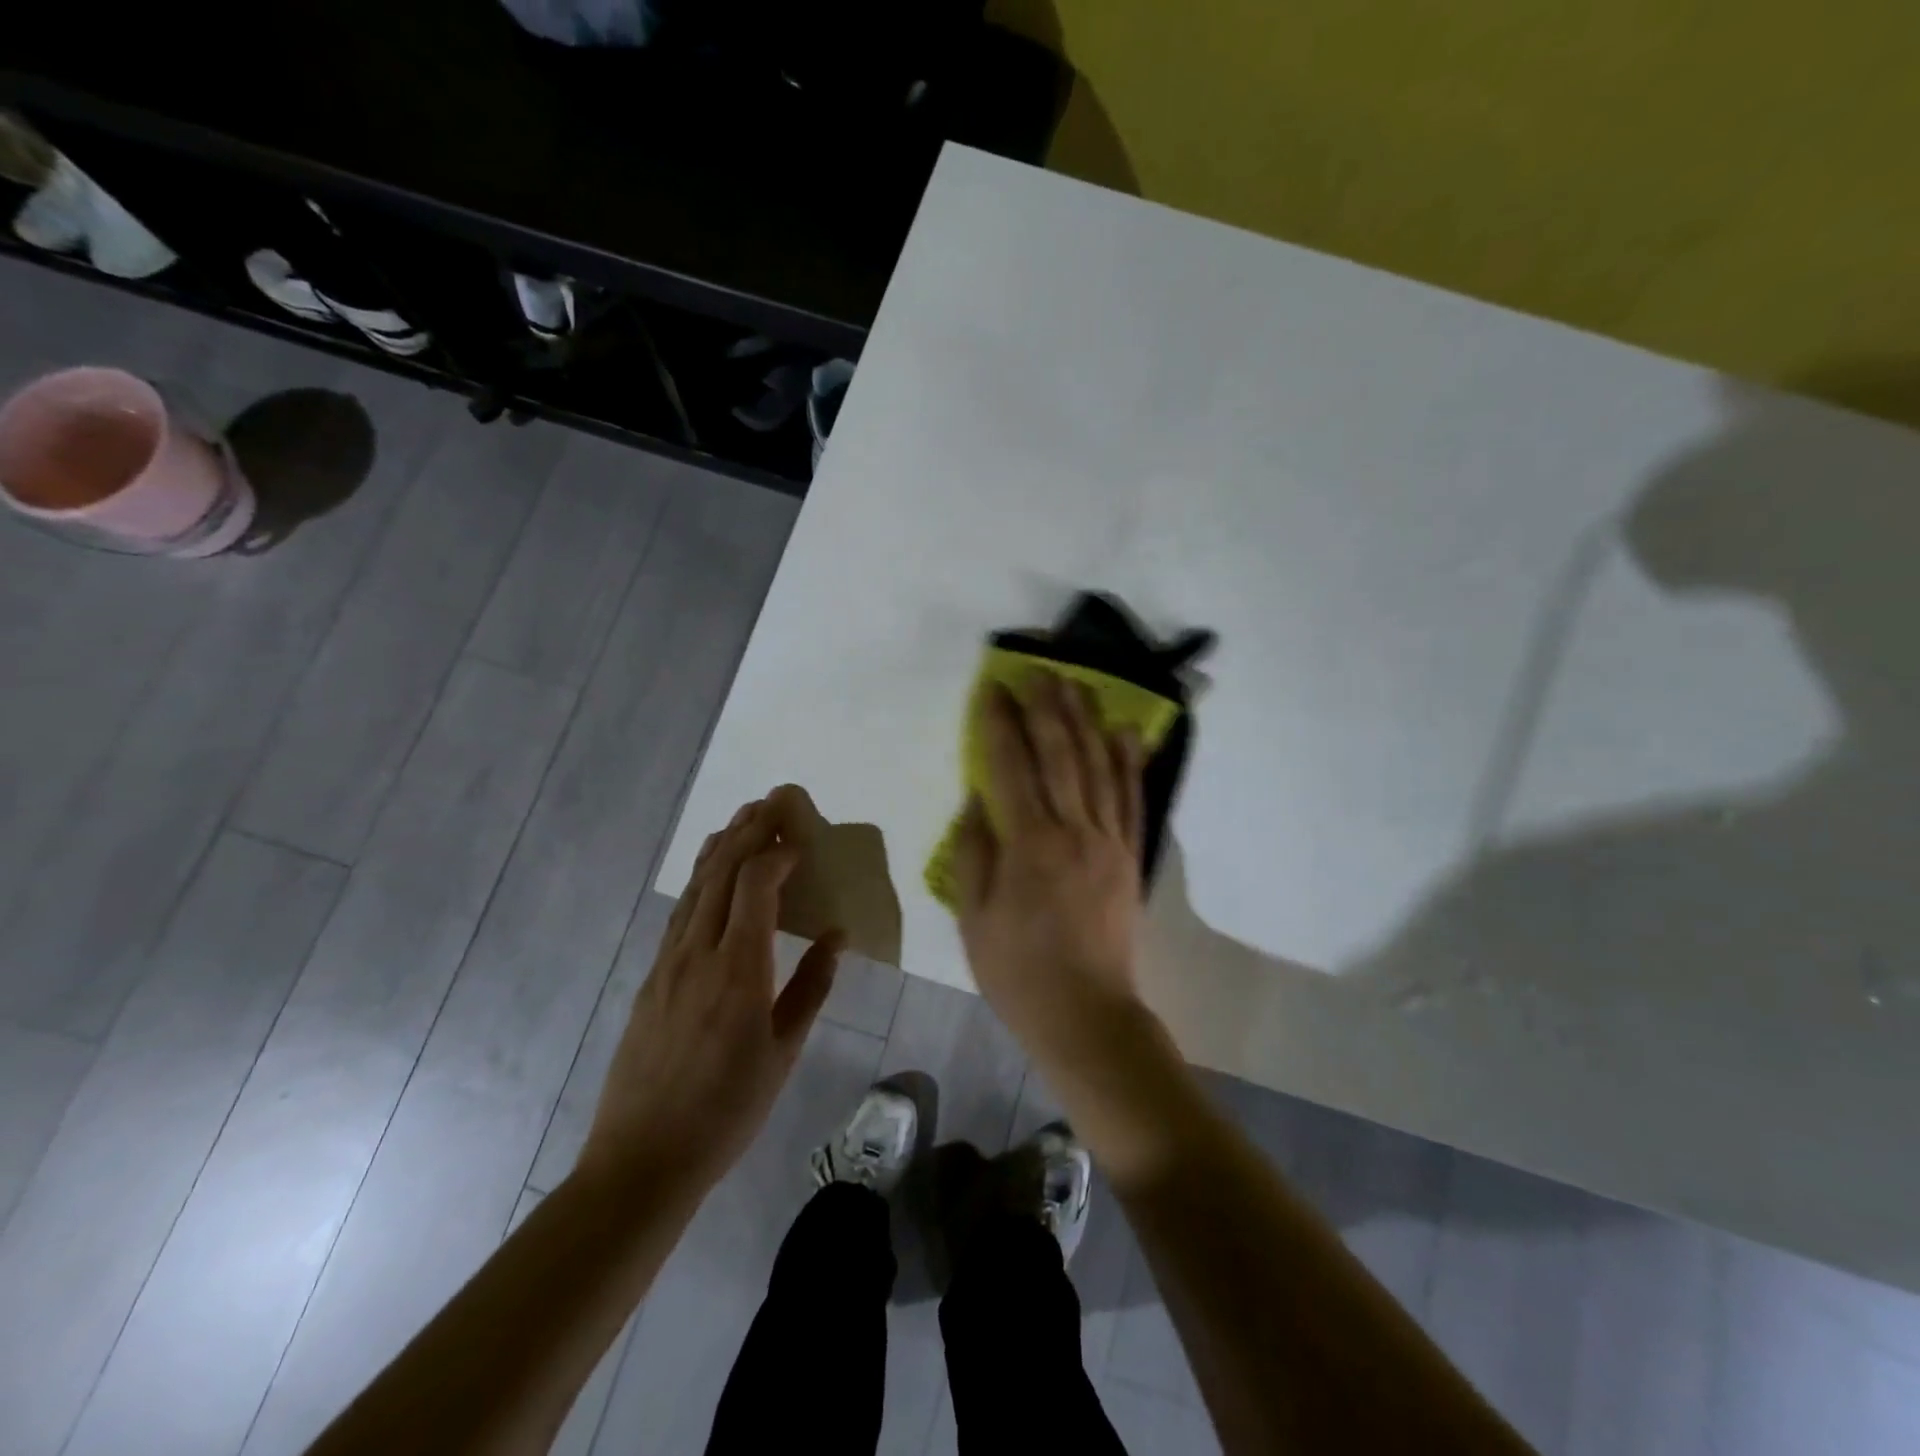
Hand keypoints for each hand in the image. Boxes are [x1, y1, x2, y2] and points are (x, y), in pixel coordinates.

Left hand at [579, 789, 843, 1193]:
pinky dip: (702, 876)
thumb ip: (812, 986)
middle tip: (776, 798)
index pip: (755, 884)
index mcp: (738, 969)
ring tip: (745, 816)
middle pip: (721, 870)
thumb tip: (837, 934)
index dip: (778, 851)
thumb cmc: (727, 1110)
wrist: (641, 1160)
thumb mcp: (784, 1052)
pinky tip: (712, 869)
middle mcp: (697, 951)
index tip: (801, 837)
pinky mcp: (652, 974)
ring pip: (696, 883)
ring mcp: (668, 960)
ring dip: (722, 843)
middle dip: (750, 828)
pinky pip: (681, 908)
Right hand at [953, 673, 1147, 1060]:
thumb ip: (974, 852)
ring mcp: (1109, 842)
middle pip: (1061, 755)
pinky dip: (1130, 763)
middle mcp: (1074, 831)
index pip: (1011, 767)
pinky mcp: (1131, 858)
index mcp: (1030, 845)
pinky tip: (1127, 733)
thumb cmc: (1018, 971)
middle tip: (1039, 669)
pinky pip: (1132, 800)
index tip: (993, 690)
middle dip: (1047, 707)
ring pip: (1100, 767)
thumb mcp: (973, 917)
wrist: (1086, 1014)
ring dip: (1087, 721)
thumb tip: (977, 799)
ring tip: (1078, 684)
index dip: (1000, 724)